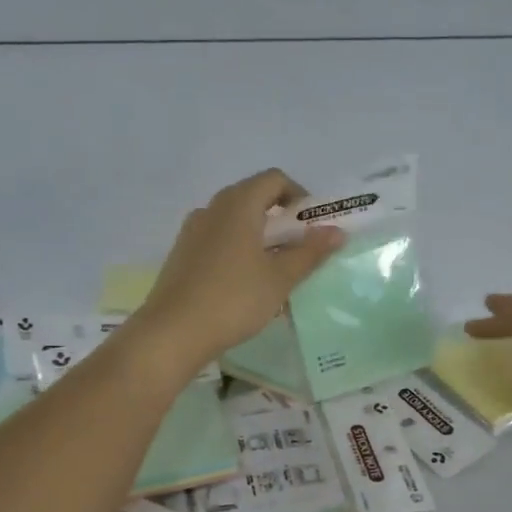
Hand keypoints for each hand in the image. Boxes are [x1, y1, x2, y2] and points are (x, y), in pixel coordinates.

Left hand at [130, 170, 343, 371]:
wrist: (174, 331)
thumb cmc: (234, 299)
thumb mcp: (280, 278)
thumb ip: (310, 252)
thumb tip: (337, 232)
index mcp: (238, 204)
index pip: (274, 180)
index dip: (299, 196)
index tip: (312, 227)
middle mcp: (212, 208)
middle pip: (253, 197)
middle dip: (281, 218)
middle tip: (299, 249)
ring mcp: (193, 230)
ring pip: (234, 220)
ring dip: (259, 235)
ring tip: (274, 269)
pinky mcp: (182, 253)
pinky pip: (218, 239)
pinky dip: (238, 249)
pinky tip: (245, 283)